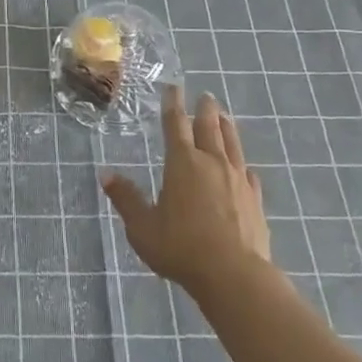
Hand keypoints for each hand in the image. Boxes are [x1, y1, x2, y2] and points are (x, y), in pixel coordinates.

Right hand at [102, 86, 271, 296]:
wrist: (233, 274)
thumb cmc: (181, 247)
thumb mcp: (142, 226)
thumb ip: (126, 199)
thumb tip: (105, 174)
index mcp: (183, 163)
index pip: (176, 125)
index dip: (173, 104)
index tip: (174, 88)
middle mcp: (212, 163)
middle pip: (209, 127)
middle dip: (204, 109)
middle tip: (205, 96)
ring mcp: (238, 180)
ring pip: (233, 145)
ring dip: (227, 128)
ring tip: (225, 117)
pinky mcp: (255, 199)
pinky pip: (249, 174)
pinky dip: (244, 166)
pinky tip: (246, 169)